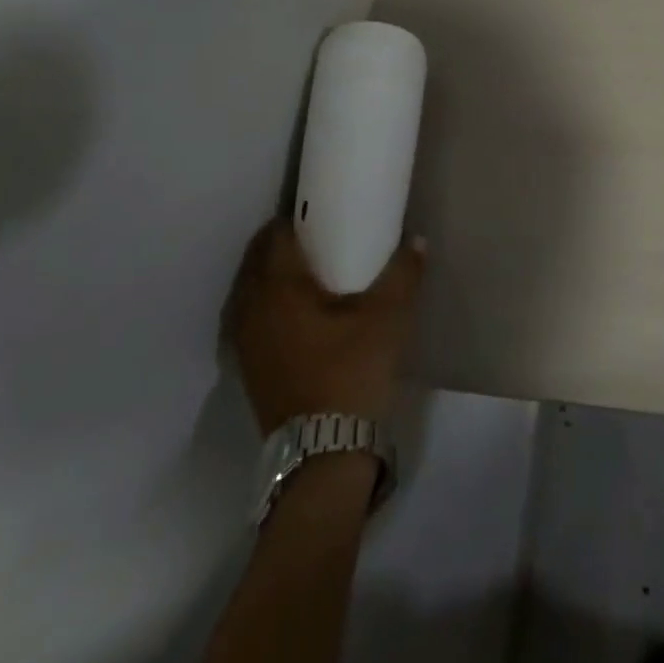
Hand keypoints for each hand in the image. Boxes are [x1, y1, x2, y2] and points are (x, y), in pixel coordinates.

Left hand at [222, 221, 424, 432]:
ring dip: (270, 274)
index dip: (295, 218)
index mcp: (278, 288)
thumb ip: (404, 273)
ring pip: (249, 291)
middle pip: (256, 260)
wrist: (324, 450)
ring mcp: (244, 341)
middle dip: (281, 243)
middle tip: (317, 236)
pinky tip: (294, 312)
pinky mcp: (249, 367)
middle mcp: (251, 309)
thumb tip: (418, 240)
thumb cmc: (351, 369)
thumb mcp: (388, 316)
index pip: (275, 236)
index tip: (320, 212)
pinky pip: (250, 317)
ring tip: (306, 270)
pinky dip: (266, 304)